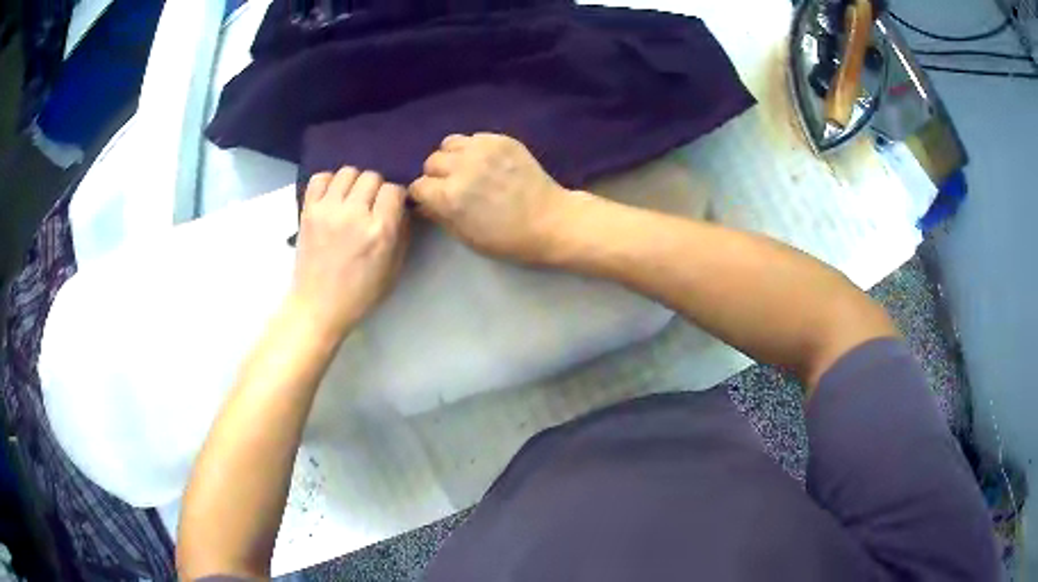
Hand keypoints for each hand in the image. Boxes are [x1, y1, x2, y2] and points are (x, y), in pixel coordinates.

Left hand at [290, 168, 408, 337]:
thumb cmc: (359, 294)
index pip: (394, 189)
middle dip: (375, 189)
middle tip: (370, 206)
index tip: (390, 208)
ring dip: (354, 182)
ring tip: (350, 199)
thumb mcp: (393, 269)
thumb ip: (401, 234)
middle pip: (372, 176)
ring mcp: (328, 209)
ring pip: (348, 172)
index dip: (395, 197)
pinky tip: (332, 196)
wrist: (317, 306)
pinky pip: (320, 178)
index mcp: (379, 231)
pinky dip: (329, 182)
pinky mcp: (308, 211)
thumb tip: (401, 207)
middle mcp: (354, 214)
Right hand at [409, 133, 577, 264]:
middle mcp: (462, 167)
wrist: (551, 221)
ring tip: (465, 168)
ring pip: (449, 143)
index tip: (432, 200)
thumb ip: (439, 216)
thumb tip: (423, 203)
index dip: (423, 195)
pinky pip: (473, 137)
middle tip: (451, 185)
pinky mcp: (502, 140)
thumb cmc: (507, 239)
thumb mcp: (466, 236)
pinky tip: (485, 162)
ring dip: (452, 157)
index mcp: (450, 196)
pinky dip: (473, 148)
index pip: (418, 186)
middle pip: (431, 162)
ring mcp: (483, 149)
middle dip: (436, 175)